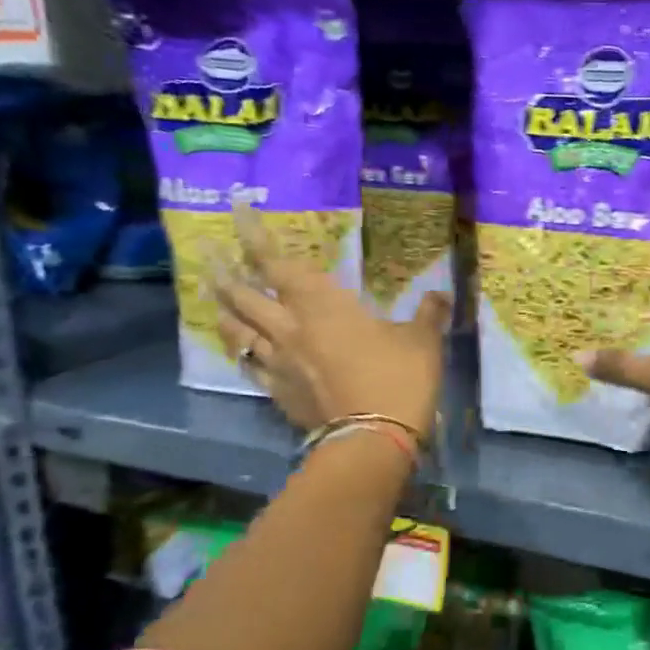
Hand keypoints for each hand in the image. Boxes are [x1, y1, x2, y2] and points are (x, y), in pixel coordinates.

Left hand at [216, 206, 449, 435]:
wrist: (373, 440)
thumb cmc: (399, 379)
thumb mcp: (423, 342)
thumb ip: (429, 314)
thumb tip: (440, 294)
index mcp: (322, 306)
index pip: (276, 264)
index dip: (254, 236)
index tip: (236, 210)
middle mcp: (289, 329)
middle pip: (243, 296)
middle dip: (225, 271)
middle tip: (209, 253)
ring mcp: (279, 364)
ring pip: (236, 331)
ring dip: (223, 311)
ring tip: (216, 298)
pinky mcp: (279, 394)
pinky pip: (250, 366)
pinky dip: (243, 352)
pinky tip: (243, 350)